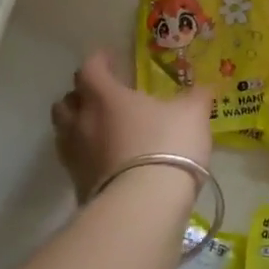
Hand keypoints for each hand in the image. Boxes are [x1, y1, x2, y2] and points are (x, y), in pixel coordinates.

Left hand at [51, 49, 212, 201]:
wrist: (144, 208)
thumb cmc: (167, 146)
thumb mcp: (192, 115)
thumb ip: (196, 98)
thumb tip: (204, 87)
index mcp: (106, 97)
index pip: (89, 69)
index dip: (98, 61)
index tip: (110, 60)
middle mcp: (83, 123)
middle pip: (65, 102)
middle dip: (79, 96)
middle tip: (101, 97)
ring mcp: (76, 157)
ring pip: (63, 132)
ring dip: (76, 126)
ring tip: (100, 129)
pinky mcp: (77, 188)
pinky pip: (74, 163)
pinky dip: (85, 157)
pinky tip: (106, 161)